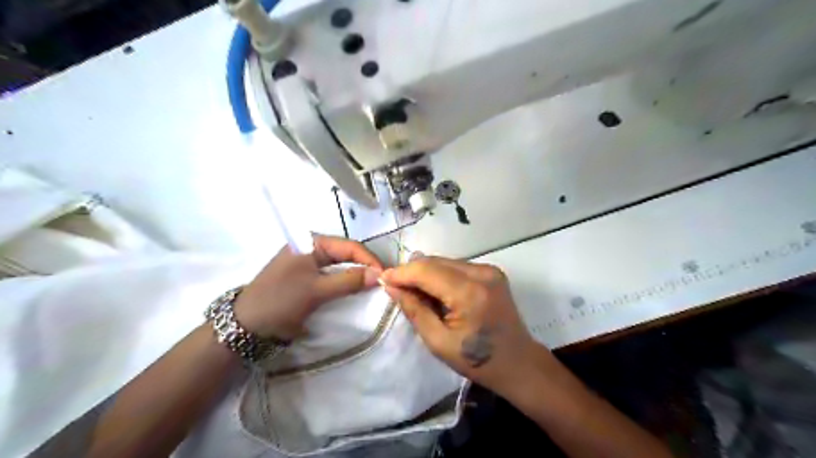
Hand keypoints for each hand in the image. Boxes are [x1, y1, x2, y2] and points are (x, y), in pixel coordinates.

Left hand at [234, 236, 383, 339]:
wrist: (245, 326)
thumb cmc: (280, 300)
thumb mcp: (316, 290)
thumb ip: (349, 281)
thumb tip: (380, 275)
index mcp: (311, 242)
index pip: (350, 246)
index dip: (370, 260)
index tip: (386, 276)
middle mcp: (312, 248)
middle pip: (347, 253)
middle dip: (366, 266)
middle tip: (383, 281)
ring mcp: (309, 262)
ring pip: (341, 264)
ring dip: (357, 274)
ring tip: (374, 285)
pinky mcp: (307, 277)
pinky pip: (333, 275)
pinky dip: (346, 281)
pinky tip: (357, 288)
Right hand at [381, 256, 547, 395]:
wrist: (518, 363)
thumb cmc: (477, 360)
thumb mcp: (438, 342)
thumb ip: (414, 310)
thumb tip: (391, 286)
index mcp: (469, 292)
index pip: (427, 271)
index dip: (402, 273)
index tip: (382, 279)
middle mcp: (482, 273)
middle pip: (435, 262)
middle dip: (412, 272)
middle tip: (395, 287)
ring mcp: (489, 270)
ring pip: (445, 262)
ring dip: (426, 273)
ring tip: (414, 291)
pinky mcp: (491, 272)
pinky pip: (456, 266)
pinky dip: (440, 275)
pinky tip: (435, 291)